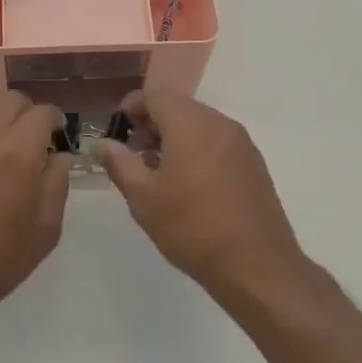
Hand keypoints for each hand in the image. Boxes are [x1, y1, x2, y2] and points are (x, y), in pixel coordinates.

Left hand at [0, 92, 70, 331]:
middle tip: (34, 140)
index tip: (58, 137)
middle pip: (11, 99)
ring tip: (7, 142)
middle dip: (28, 113)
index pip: (42, 113)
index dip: (55, 121)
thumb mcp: (46, 227)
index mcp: (17, 152)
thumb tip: (59, 155)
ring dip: (2, 114)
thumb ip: (57, 182)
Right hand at [98, 89, 306, 295]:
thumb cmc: (192, 227)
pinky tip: (188, 183)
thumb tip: (104, 143)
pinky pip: (218, 143)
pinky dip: (197, 149)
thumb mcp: (143, 198)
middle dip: (153, 123)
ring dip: (175, 137)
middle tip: (133, 151)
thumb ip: (120, 163)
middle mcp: (219, 124)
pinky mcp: (254, 165)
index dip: (132, 106)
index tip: (117, 127)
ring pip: (200, 125)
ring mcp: (242, 144)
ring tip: (157, 170)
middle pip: (180, 108)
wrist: (256, 266)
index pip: (156, 96)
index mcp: (191, 124)